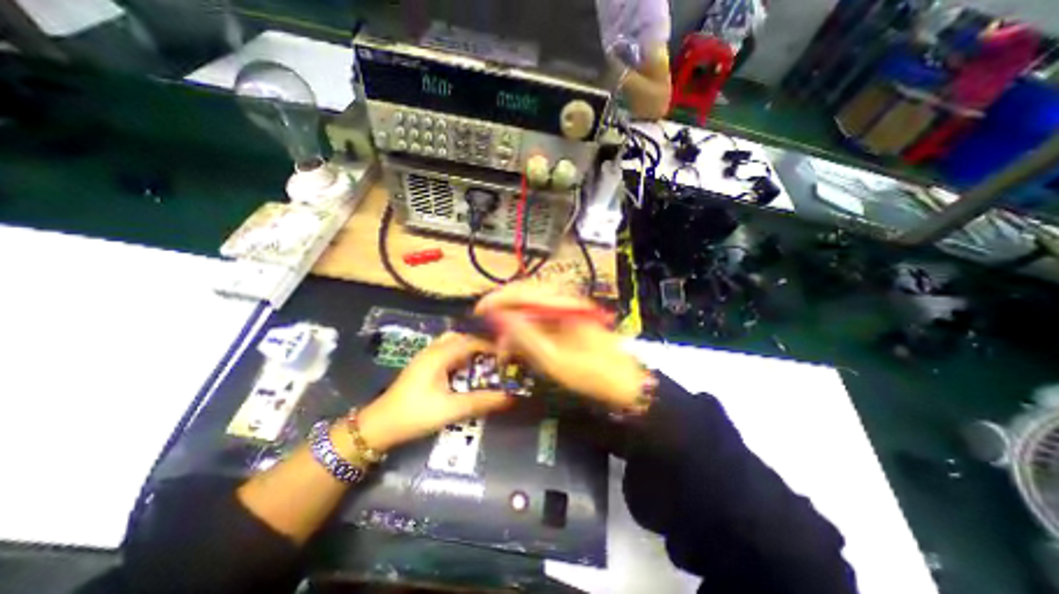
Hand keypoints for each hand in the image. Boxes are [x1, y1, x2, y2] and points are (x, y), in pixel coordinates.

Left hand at [355, 333, 511, 452]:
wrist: (378, 427)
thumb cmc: (415, 415)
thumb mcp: (451, 409)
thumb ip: (481, 402)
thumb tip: (509, 397)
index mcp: (439, 356)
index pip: (470, 341)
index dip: (490, 345)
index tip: (506, 354)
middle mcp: (432, 350)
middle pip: (461, 338)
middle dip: (479, 345)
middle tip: (495, 357)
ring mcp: (425, 357)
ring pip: (452, 343)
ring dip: (468, 349)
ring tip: (482, 362)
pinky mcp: (422, 366)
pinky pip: (445, 352)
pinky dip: (459, 355)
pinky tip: (464, 370)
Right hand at [478, 281, 645, 411]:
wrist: (624, 382)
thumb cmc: (593, 374)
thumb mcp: (554, 360)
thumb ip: (525, 337)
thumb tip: (499, 318)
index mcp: (563, 305)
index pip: (523, 290)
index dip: (498, 298)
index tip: (480, 311)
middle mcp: (565, 300)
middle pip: (525, 292)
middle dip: (503, 308)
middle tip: (489, 325)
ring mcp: (567, 308)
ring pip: (530, 304)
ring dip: (513, 318)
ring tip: (503, 339)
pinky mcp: (566, 318)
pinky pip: (539, 315)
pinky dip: (524, 326)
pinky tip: (519, 340)